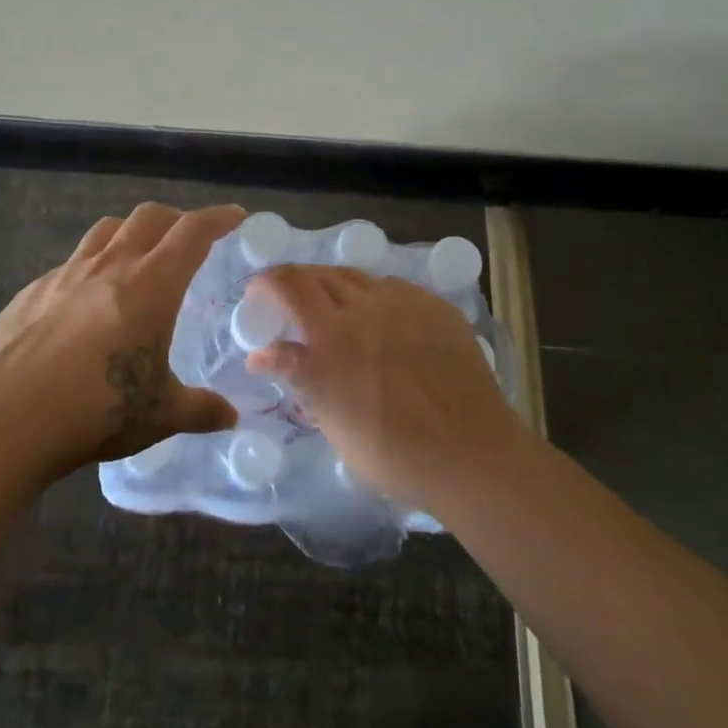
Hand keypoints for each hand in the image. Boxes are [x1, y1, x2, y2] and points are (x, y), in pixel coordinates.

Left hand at [0, 202, 244, 483]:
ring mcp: (65, 274)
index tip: (235, 217)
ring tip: (139, 260)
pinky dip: (92, 266)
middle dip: (176, 220)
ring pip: (106, 231)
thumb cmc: (95, 410)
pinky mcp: (32, 291)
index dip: (218, 218)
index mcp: (150, 286)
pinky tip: (87, 302)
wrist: (2, 418)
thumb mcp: (159, 415)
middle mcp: (109, 266)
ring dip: (131, 234)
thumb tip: (230, 416)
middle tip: (189, 241)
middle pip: (149, 218)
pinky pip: (72, 263)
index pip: (192, 232)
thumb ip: (200, 410)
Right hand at [244, 265, 523, 507]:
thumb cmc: (392, 451)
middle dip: (299, 282)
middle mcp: (365, 307)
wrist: (470, 453)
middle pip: (322, 275)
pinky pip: (395, 289)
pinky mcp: (436, 308)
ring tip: (334, 309)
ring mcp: (405, 303)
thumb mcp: (332, 419)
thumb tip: (261, 355)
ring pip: (358, 278)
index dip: (267, 282)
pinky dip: (374, 298)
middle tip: (292, 303)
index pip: (289, 285)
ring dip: (336, 287)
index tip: (257, 294)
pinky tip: (380, 320)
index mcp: (332, 335)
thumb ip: (298, 376)